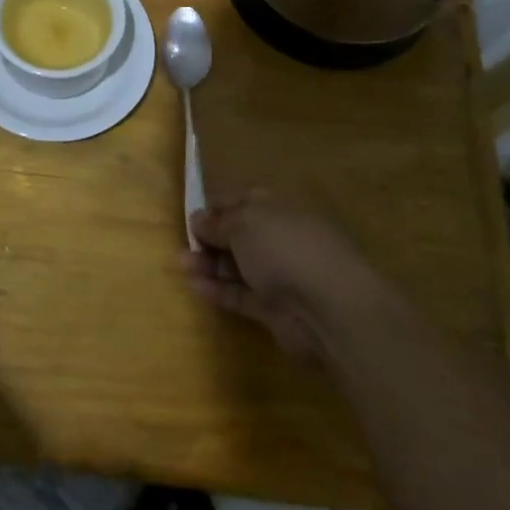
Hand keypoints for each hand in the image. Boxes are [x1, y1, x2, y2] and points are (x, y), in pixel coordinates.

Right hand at [182, 189, 377, 356]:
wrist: (329, 306)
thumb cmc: (283, 247)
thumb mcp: (243, 223)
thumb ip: (217, 222)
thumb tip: (198, 218)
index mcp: (276, 206)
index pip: (240, 200)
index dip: (214, 207)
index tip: (191, 217)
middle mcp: (278, 237)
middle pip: (237, 235)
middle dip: (209, 238)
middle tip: (183, 244)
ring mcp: (278, 274)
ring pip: (236, 265)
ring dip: (208, 264)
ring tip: (181, 264)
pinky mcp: (274, 308)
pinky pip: (240, 294)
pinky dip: (218, 290)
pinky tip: (194, 286)